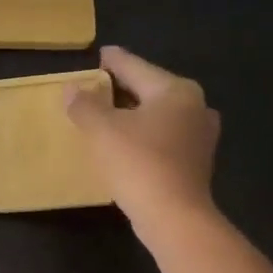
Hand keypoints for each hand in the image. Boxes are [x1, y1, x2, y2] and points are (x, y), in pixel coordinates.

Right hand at [67, 46, 219, 242]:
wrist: (174, 217)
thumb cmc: (138, 163)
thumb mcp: (102, 130)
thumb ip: (84, 104)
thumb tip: (72, 88)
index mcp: (175, 90)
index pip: (135, 67)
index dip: (114, 61)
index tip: (100, 54)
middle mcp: (194, 106)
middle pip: (150, 89)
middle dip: (123, 88)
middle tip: (98, 86)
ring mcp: (200, 136)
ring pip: (159, 115)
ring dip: (134, 114)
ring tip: (109, 115)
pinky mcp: (196, 162)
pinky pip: (165, 137)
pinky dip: (145, 135)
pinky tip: (129, 143)